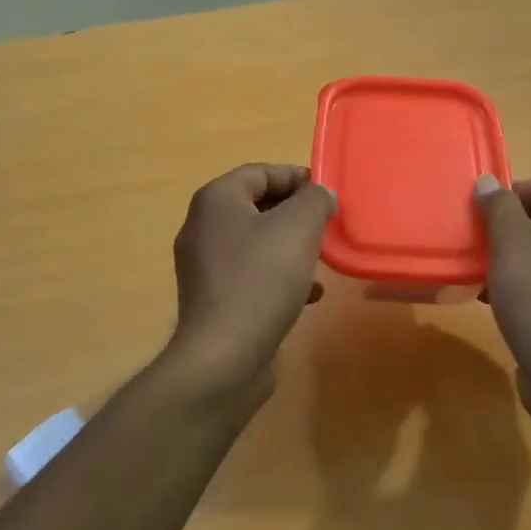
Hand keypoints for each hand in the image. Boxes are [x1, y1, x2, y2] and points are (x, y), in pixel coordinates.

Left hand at [168, 164, 336, 393]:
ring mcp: (204, 265)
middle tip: (327, 224)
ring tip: (320, 259)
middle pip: (257, 205)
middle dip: (295, 213)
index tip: (327, 194)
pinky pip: (251, 274)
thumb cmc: (261, 280)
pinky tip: (309, 295)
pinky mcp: (213, 299)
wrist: (224, 357)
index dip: (296, 177)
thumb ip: (314, 200)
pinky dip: (279, 276)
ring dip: (290, 246)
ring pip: (257, 242)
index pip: (260, 172)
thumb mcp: (299, 228)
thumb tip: (320, 194)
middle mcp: (203, 227)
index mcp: (216, 200)